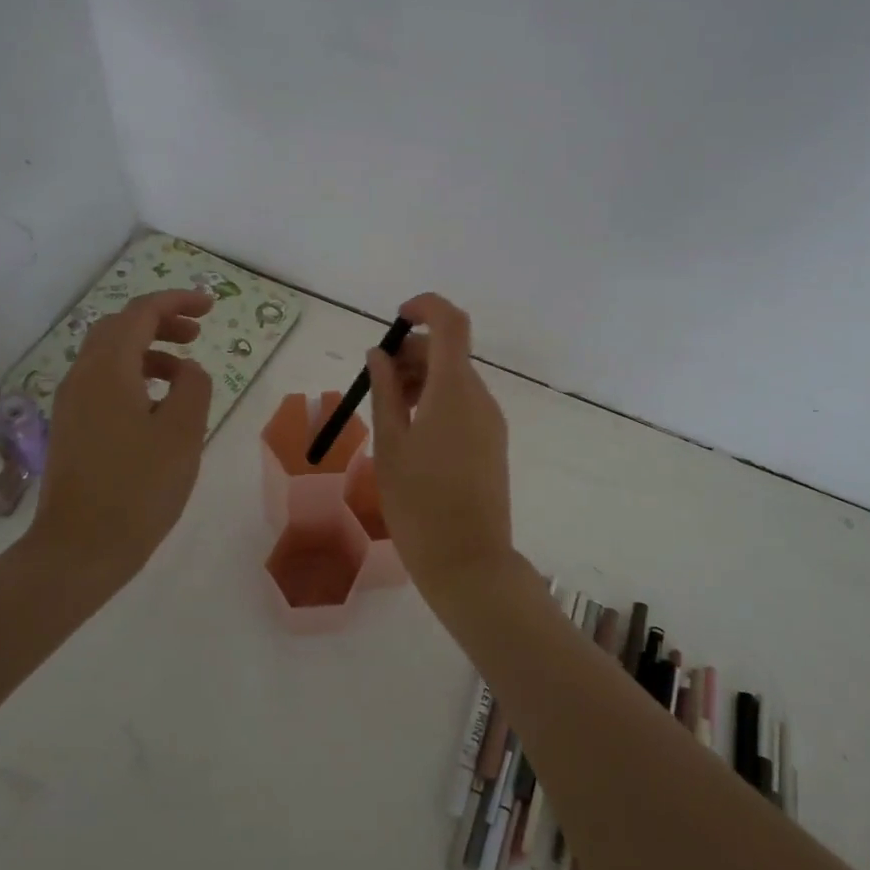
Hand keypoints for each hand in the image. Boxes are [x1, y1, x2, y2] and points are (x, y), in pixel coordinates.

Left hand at [29, 289, 214, 579]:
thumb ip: (193, 388)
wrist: (79, 549)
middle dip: (160, 321)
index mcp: (108, 370)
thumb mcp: (183, 433)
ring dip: (148, 350)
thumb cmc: (138, 488)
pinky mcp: (71, 428)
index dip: (177, 302)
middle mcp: (82, 377)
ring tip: (184, 373)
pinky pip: (103, 383)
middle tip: (197, 333)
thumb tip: (187, 371)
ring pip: (109, 356)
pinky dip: (133, 376)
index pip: (141, 313)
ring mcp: (71, 404)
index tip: (210, 306)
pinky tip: (157, 407)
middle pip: (119, 328)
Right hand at [366, 293, 514, 605]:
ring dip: (421, 380)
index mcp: (453, 390)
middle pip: (448, 353)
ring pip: (455, 380)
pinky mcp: (493, 443)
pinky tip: (411, 435)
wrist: (468, 561)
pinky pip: (463, 405)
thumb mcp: (390, 445)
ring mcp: (490, 421)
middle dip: (411, 355)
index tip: (396, 320)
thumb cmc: (418, 503)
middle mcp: (479, 397)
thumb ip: (384, 392)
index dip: (425, 308)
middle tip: (376, 383)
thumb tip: (379, 354)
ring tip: (388, 414)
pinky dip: (436, 402)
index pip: (451, 323)